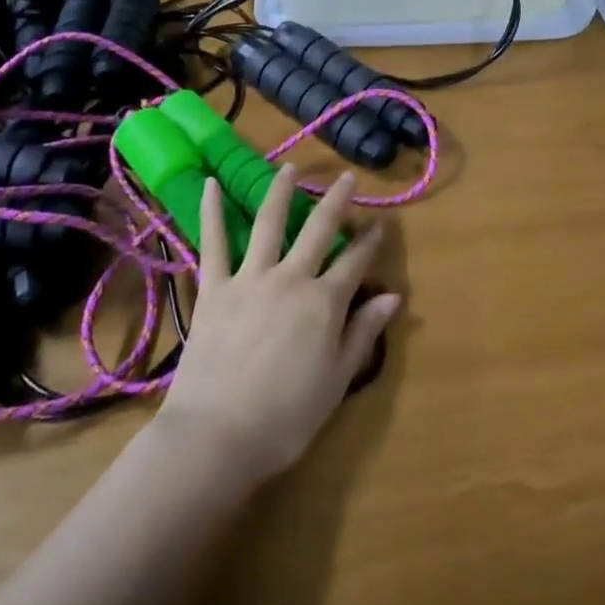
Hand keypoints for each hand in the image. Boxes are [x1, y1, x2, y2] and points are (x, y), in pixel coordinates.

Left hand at [157, 167, 399, 483]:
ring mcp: (250, 278)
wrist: (216, 436)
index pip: (355, 262)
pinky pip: (213, 243)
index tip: (383, 221)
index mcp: (324, 303)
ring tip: (290, 168)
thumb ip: (363, 333)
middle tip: (348, 178)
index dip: (371, 240)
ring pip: (269, 223)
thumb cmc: (285, 419)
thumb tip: (393, 296)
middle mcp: (291, 278)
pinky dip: (212, 212)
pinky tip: (211, 184)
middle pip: (318, 229)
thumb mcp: (337, 382)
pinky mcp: (215, 288)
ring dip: (282, 192)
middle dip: (337, 201)